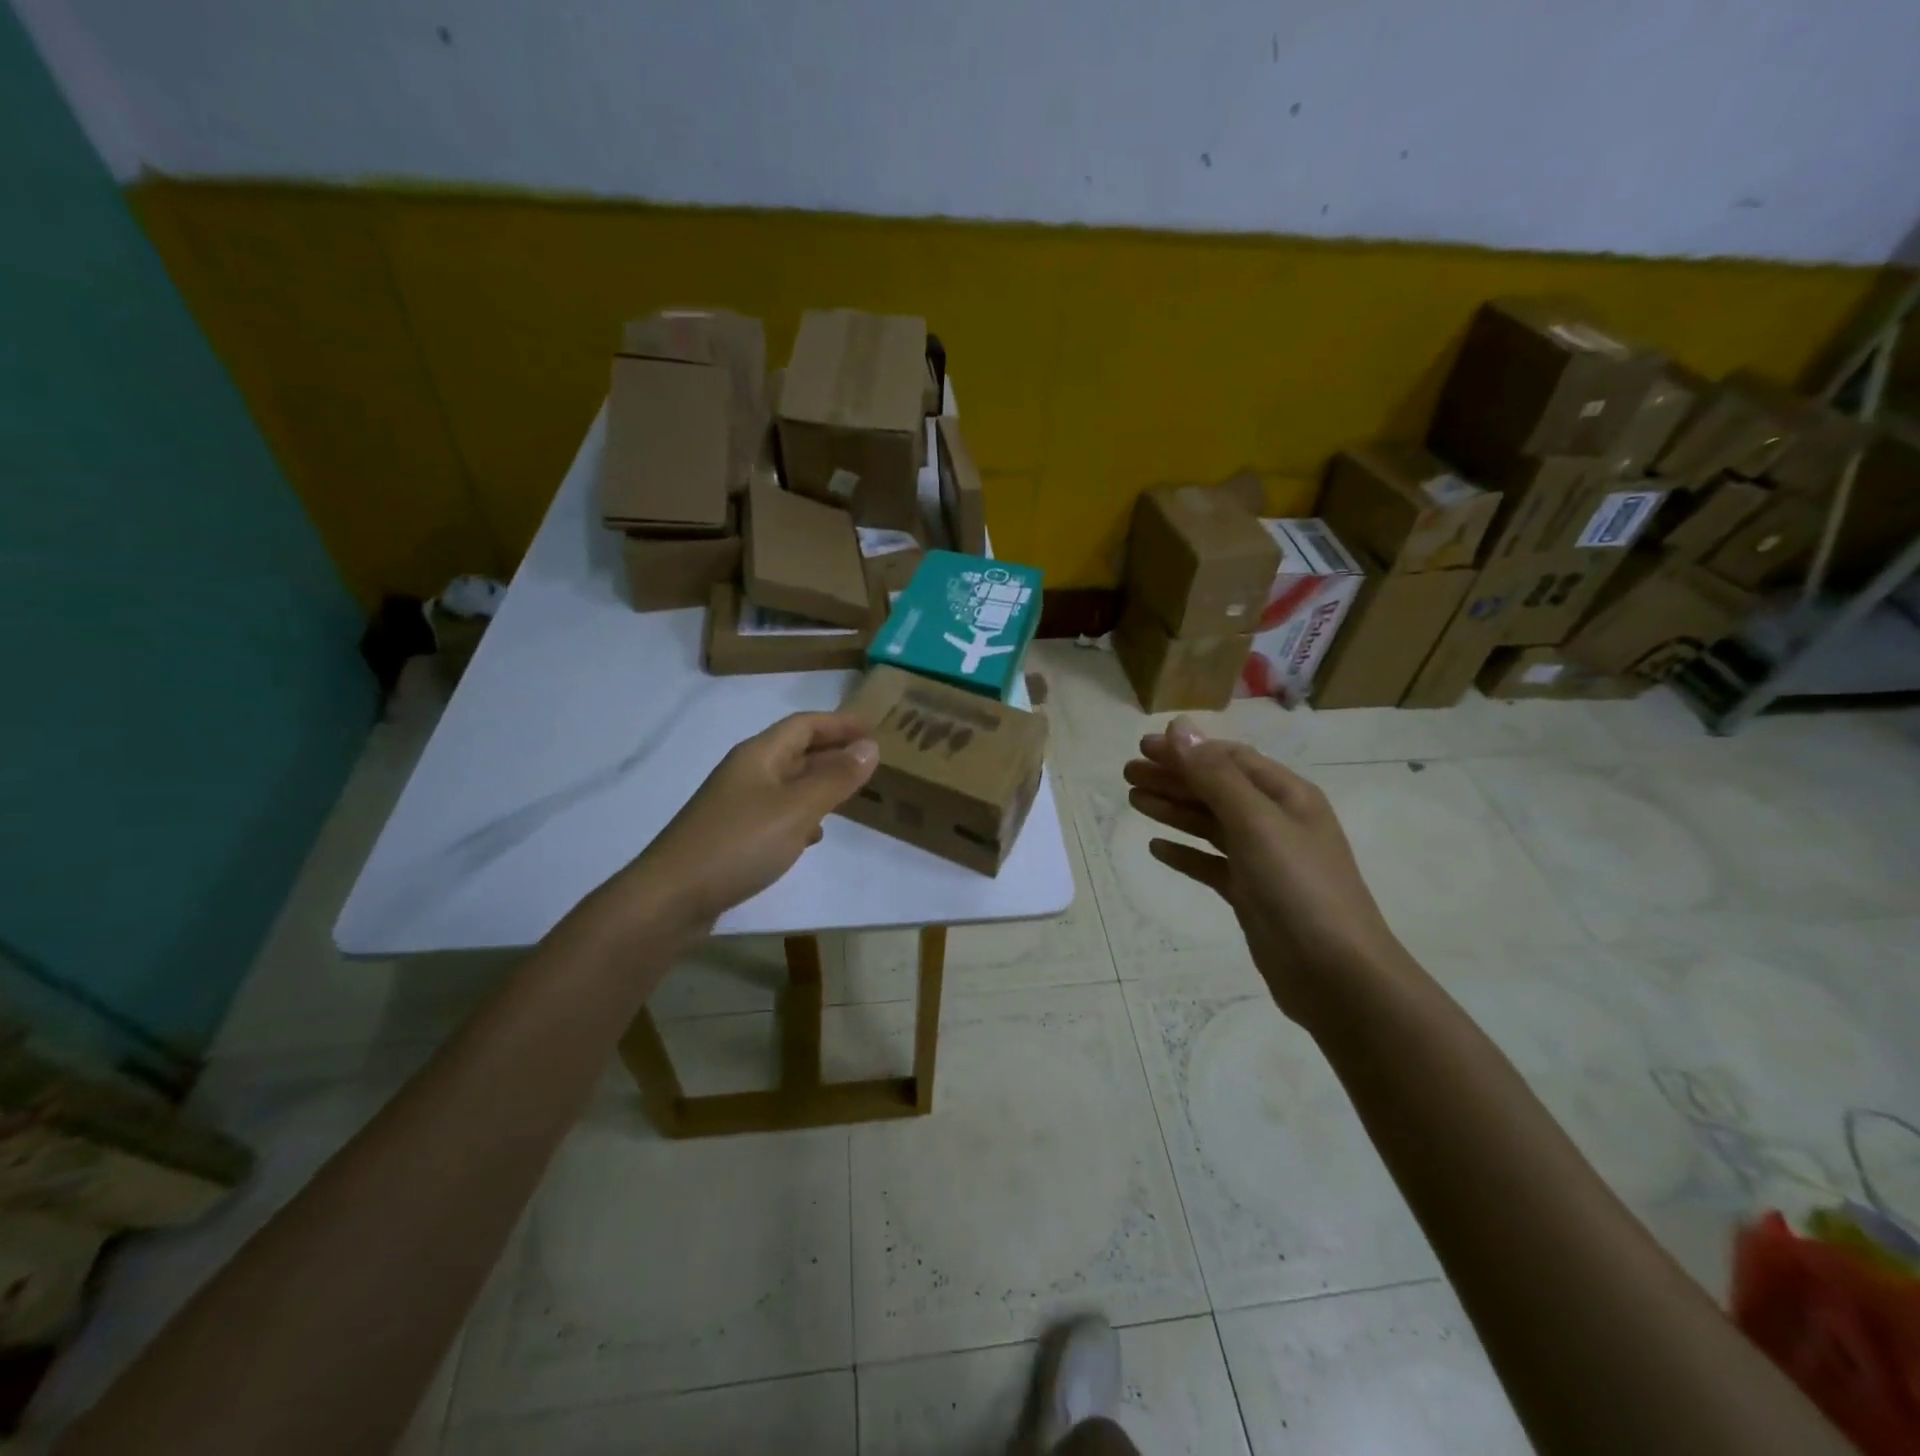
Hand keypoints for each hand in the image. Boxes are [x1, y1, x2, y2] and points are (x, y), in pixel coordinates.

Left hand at [617, 712, 878, 932]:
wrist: (671, 898)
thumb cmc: (738, 844)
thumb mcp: (796, 809)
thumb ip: (835, 779)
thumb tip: (870, 746)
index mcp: (758, 756)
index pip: (804, 724)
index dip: (840, 723)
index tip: (874, 727)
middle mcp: (746, 773)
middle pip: (795, 751)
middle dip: (832, 751)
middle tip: (870, 759)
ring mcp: (737, 805)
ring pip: (788, 783)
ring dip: (820, 783)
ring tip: (852, 793)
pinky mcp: (733, 836)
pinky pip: (777, 813)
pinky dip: (801, 815)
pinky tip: (814, 835)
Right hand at [1124, 718, 1408, 1027]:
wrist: (1335, 975)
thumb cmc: (1299, 888)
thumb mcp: (1256, 823)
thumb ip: (1214, 776)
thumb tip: (1179, 727)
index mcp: (1287, 796)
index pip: (1230, 759)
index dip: (1187, 750)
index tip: (1143, 748)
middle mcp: (1276, 822)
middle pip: (1216, 789)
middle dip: (1173, 778)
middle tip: (1127, 774)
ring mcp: (1264, 860)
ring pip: (1210, 824)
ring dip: (1173, 809)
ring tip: (1133, 800)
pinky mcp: (1251, 894)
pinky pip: (1211, 864)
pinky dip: (1185, 853)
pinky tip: (1157, 848)